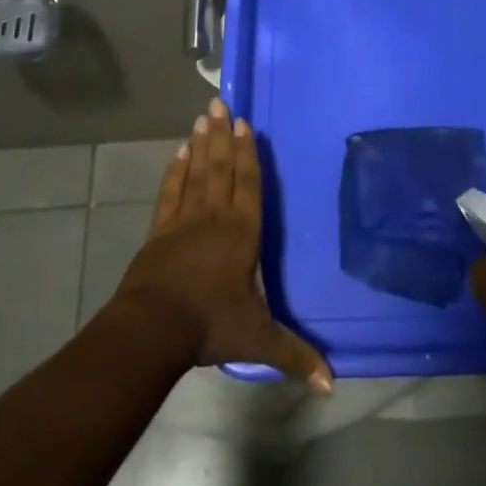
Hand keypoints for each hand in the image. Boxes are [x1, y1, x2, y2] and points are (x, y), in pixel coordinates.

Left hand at [112, 98, 332, 391]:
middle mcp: (214, 216)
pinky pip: (169, 192)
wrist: (153, 328)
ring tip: (201, 118)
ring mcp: (183, 220)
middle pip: (220, 167)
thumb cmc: (211, 324)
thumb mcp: (258, 338)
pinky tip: (177, 154)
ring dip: (199, 145)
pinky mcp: (159, 231)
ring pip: (195, 172)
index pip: (248, 183)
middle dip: (221, 135)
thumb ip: (294, 354)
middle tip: (217, 103)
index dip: (247, 152)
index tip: (243, 122)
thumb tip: (332, 383)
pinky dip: (174, 171)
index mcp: (242, 232)